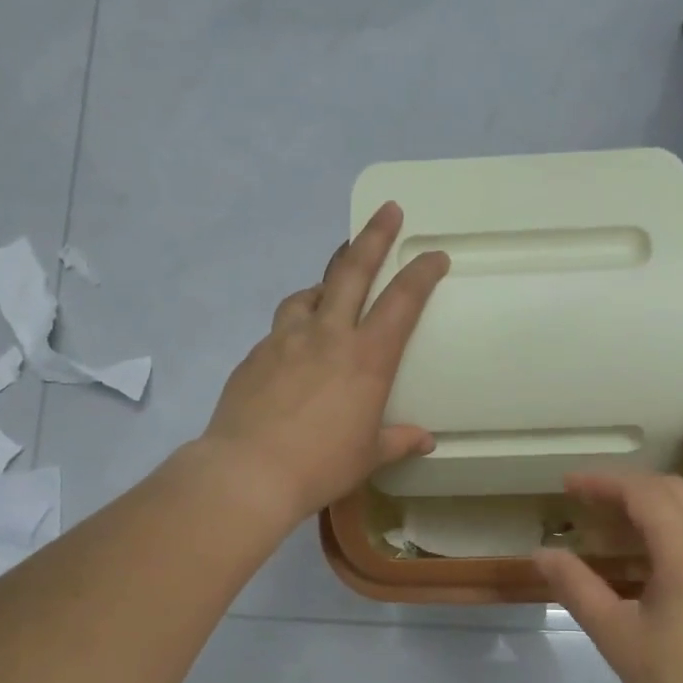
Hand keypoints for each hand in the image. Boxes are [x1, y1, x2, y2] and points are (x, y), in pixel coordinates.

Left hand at [199, 202, 449, 528]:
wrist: (248, 472)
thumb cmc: (320, 465)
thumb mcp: (368, 456)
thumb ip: (398, 440)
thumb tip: (424, 440)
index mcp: (366, 358)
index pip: (402, 301)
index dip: (421, 273)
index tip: (434, 254)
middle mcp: (328, 335)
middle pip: (352, 270)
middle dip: (374, 236)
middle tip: (388, 211)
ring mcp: (286, 339)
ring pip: (310, 293)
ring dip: (326, 281)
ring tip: (332, 287)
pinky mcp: (255, 354)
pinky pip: (281, 326)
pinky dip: (296, 323)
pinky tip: (295, 345)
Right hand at [533, 472, 682, 682]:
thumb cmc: (680, 682)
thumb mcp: (616, 635)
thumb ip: (577, 587)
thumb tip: (542, 553)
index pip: (644, 492)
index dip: (603, 482)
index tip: (567, 485)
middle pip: (672, 490)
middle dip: (627, 486)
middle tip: (586, 500)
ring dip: (649, 506)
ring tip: (608, 526)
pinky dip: (668, 529)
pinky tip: (644, 561)